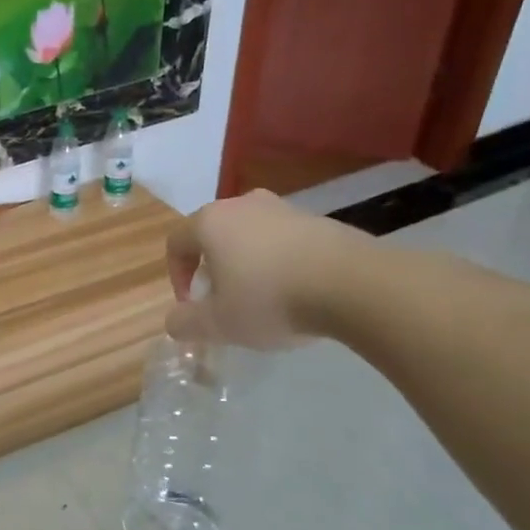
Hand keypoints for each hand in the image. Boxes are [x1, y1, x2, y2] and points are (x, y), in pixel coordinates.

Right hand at [164, 191, 369, 348]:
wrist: (355, 284)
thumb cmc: (270, 299)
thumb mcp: (218, 324)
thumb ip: (185, 323)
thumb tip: (174, 322)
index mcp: (210, 223)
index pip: (176, 243)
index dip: (176, 275)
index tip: (192, 304)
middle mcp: (242, 205)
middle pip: (213, 235)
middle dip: (212, 268)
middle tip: (223, 299)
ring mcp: (284, 208)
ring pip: (251, 236)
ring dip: (247, 264)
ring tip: (262, 297)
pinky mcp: (320, 220)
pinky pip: (285, 241)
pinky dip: (281, 262)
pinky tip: (297, 292)